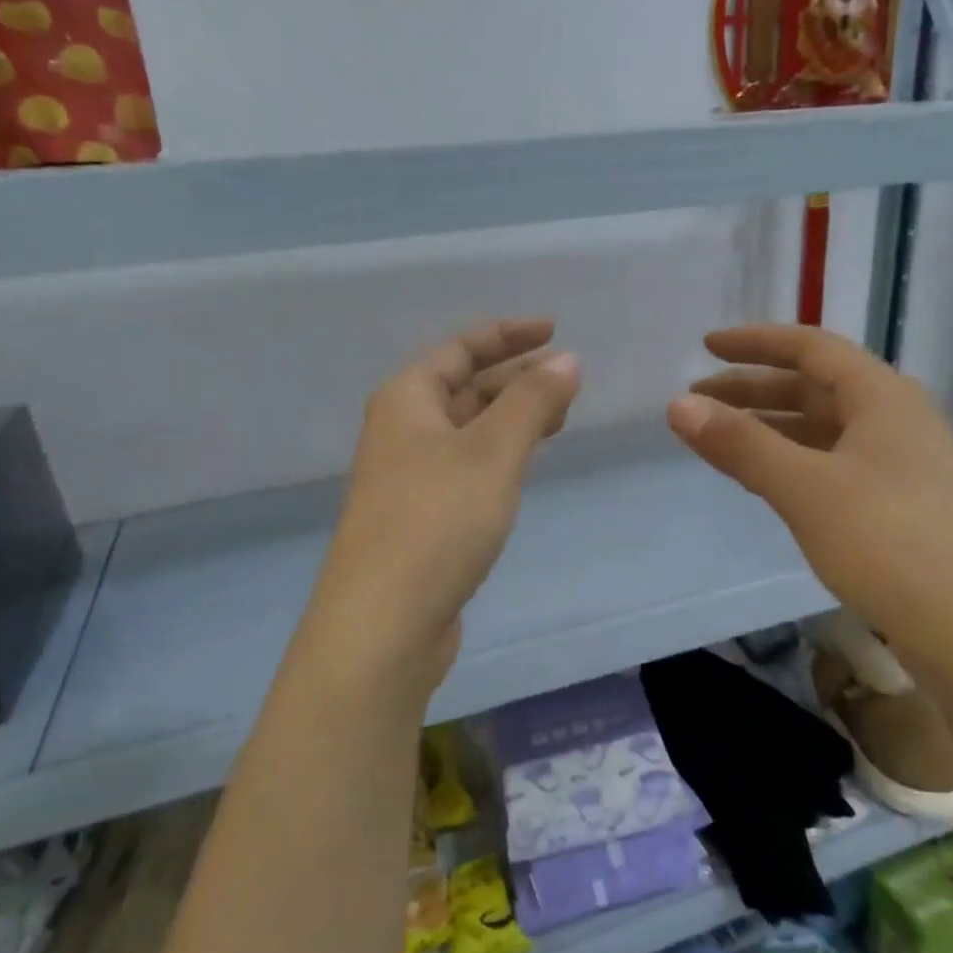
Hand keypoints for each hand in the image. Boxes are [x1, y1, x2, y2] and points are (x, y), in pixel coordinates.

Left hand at [304, 319, 580, 695]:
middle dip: (515, 377)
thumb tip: (567, 360)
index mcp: (406, 400)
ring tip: (558, 416)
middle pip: (463, 387)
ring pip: (467, 431)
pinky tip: (523, 465)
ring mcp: (409, 478)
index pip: (460, 348)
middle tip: (568, 379)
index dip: (508, 334)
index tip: (555, 330)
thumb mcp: (492, 452)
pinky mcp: (422, 519)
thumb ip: (531, 402)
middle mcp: (401, 432)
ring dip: (510, 417)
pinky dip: (499, 456)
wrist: (384, 623)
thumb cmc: (437, 521)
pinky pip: (467, 468)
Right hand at [667, 324, 952, 682]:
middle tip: (699, 401)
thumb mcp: (805, 488)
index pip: (810, 348)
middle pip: (815, 387)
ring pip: (824, 429)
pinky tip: (767, 479)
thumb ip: (741, 445)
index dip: (755, 344)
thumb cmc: (888, 541)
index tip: (705, 348)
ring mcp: (901, 463)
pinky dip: (793, 461)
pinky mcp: (899, 504)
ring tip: (722, 439)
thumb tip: (677, 406)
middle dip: (754, 389)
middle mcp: (895, 419)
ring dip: (772, 426)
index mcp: (882, 396)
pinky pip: (834, 463)